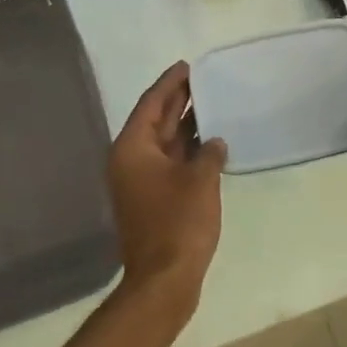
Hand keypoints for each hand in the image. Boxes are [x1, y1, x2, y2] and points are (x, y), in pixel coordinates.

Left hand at [108, 63, 228, 316]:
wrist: (164, 280)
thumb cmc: (178, 223)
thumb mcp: (200, 181)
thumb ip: (210, 153)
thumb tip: (215, 142)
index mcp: (133, 149)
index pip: (151, 104)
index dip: (169, 83)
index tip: (187, 65)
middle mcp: (131, 160)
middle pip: (155, 120)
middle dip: (177, 100)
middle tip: (202, 79)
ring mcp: (141, 182)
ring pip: (164, 143)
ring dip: (185, 125)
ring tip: (211, 103)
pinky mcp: (153, 199)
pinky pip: (171, 162)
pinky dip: (188, 150)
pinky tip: (211, 143)